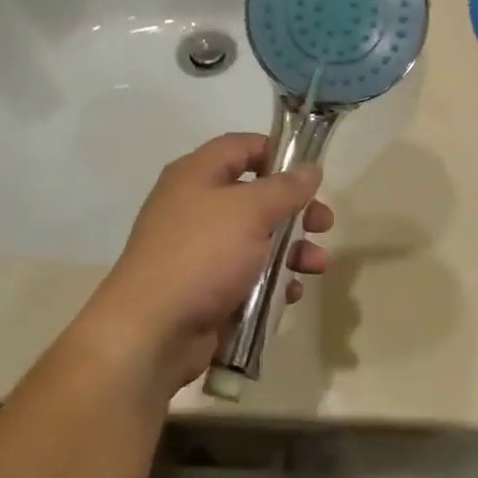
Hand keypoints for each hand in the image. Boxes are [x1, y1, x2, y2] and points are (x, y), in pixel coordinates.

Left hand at [77, 133, 332, 400]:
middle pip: (256, 196)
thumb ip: (285, 188)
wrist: (152, 331)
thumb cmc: (202, 255)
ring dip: (292, 250)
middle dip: (295, 210)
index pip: (242, 147)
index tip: (310, 174)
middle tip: (324, 224)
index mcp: (197, 175)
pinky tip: (290, 294)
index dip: (278, 153)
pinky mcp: (207, 288)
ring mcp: (200, 250)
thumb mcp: (250, 212)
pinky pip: (248, 276)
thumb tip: (310, 169)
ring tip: (315, 265)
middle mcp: (196, 206)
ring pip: (257, 240)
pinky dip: (272, 282)